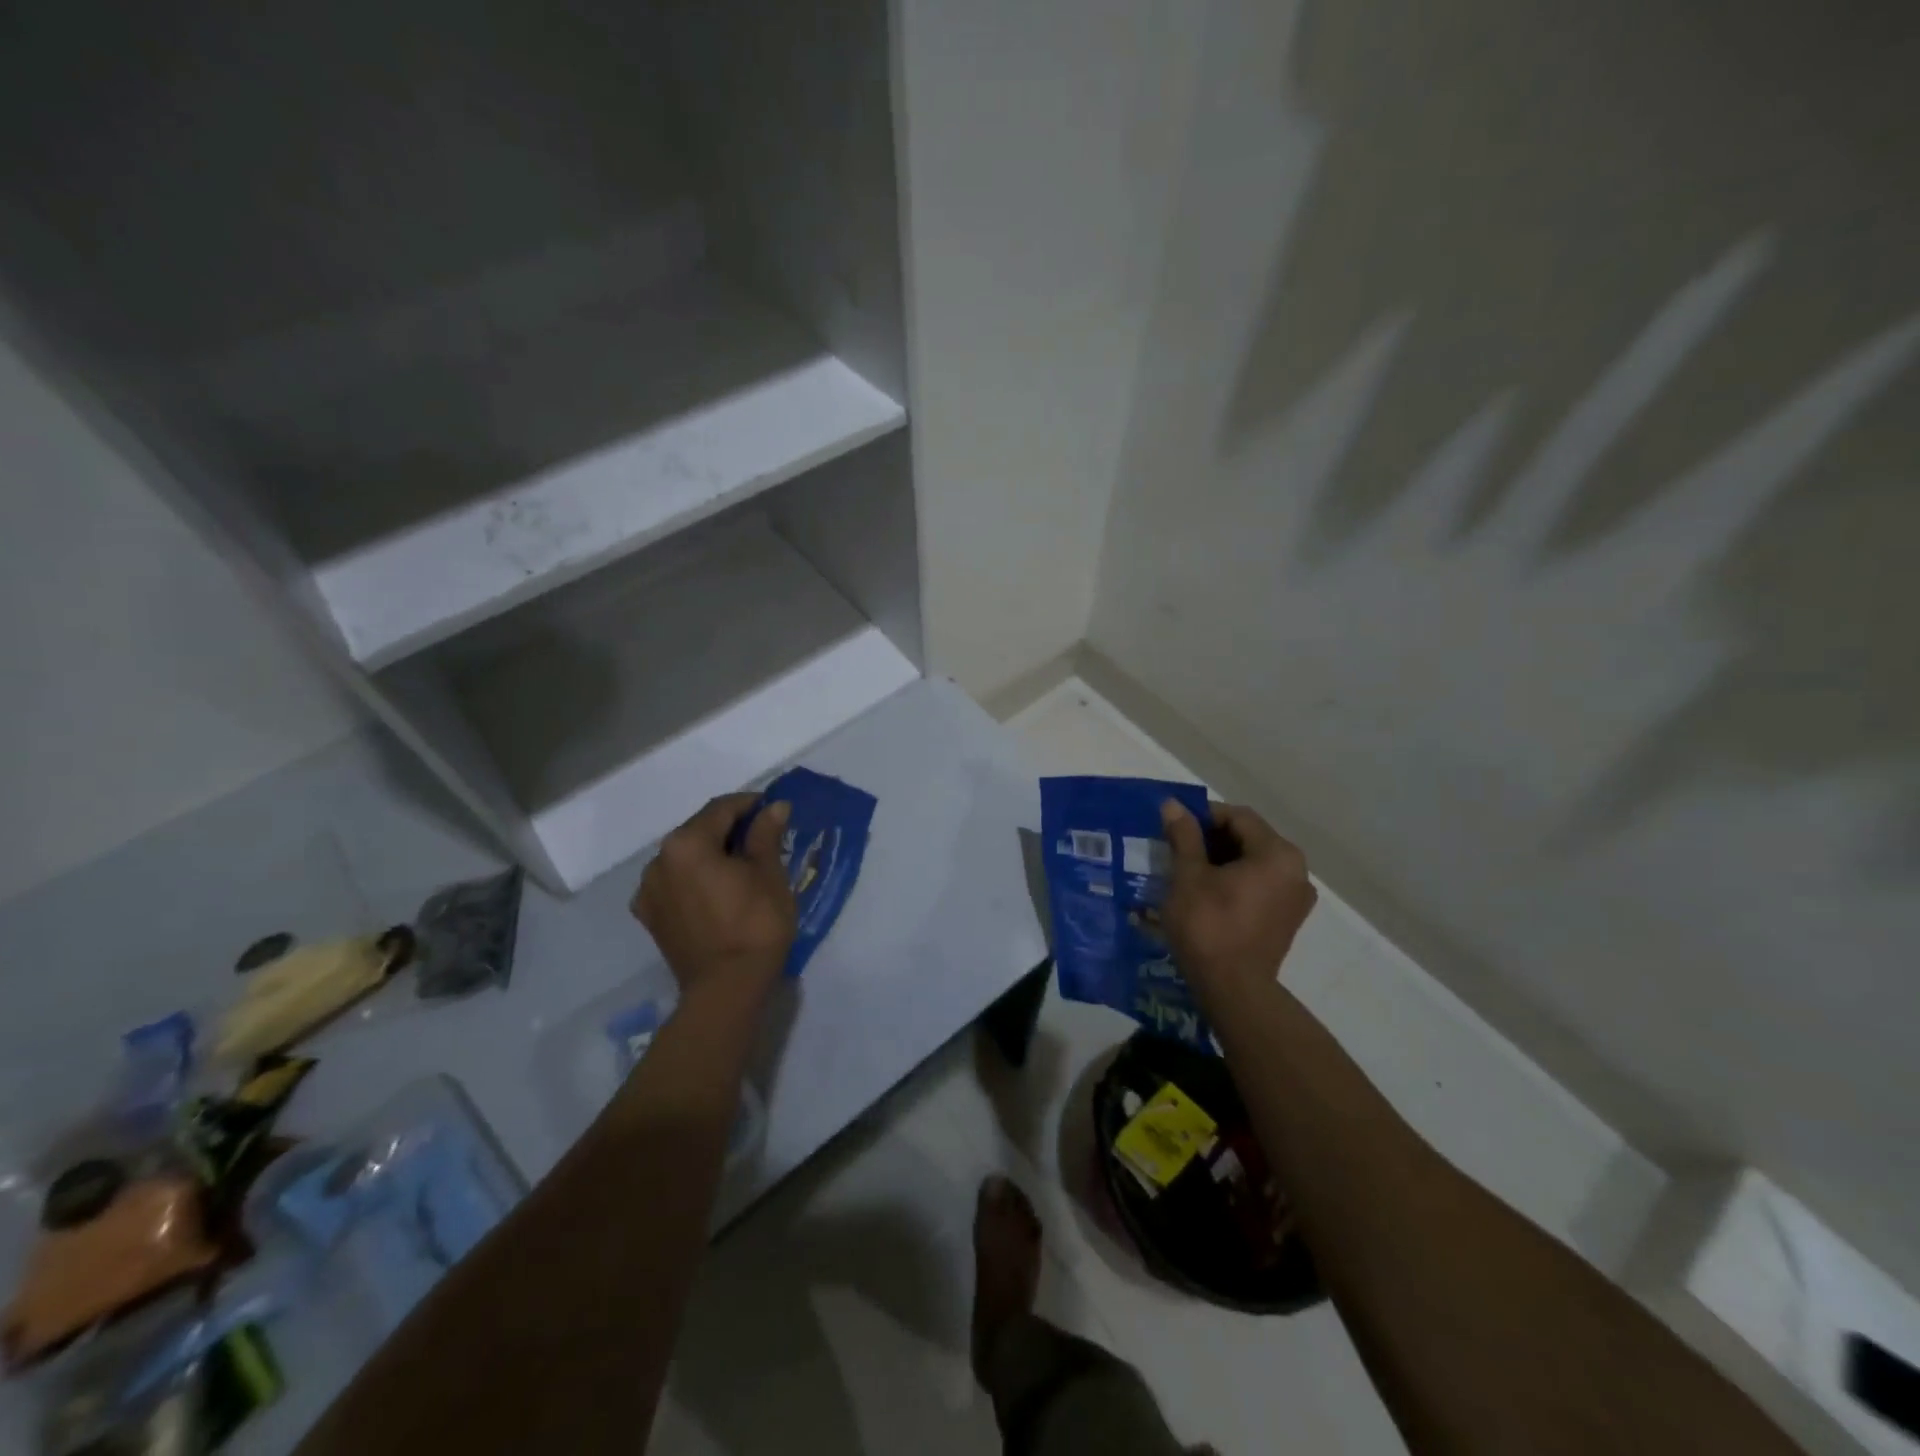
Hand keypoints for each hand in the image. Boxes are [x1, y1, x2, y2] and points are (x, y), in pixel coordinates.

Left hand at [631, 793, 797, 1010]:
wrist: (727, 989)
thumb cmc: (755, 924)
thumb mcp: (769, 874)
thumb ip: (766, 834)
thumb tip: (774, 806)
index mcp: (686, 843)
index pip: (721, 809)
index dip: (750, 804)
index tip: (773, 808)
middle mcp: (658, 860)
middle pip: (699, 831)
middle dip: (730, 830)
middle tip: (763, 838)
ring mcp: (649, 891)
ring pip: (685, 858)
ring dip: (711, 854)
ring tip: (741, 867)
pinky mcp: (651, 917)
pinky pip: (675, 883)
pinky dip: (696, 879)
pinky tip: (718, 890)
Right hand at [1159, 799, 1316, 998]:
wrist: (1233, 989)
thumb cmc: (1209, 925)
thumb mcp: (1189, 875)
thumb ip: (1183, 836)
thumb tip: (1172, 804)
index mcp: (1277, 853)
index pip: (1238, 817)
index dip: (1203, 816)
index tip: (1174, 826)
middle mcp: (1296, 871)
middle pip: (1249, 838)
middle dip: (1212, 839)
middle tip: (1176, 848)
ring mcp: (1295, 898)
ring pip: (1254, 863)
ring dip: (1222, 861)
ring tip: (1187, 871)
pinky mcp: (1287, 920)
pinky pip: (1260, 886)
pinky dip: (1235, 882)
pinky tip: (1207, 894)